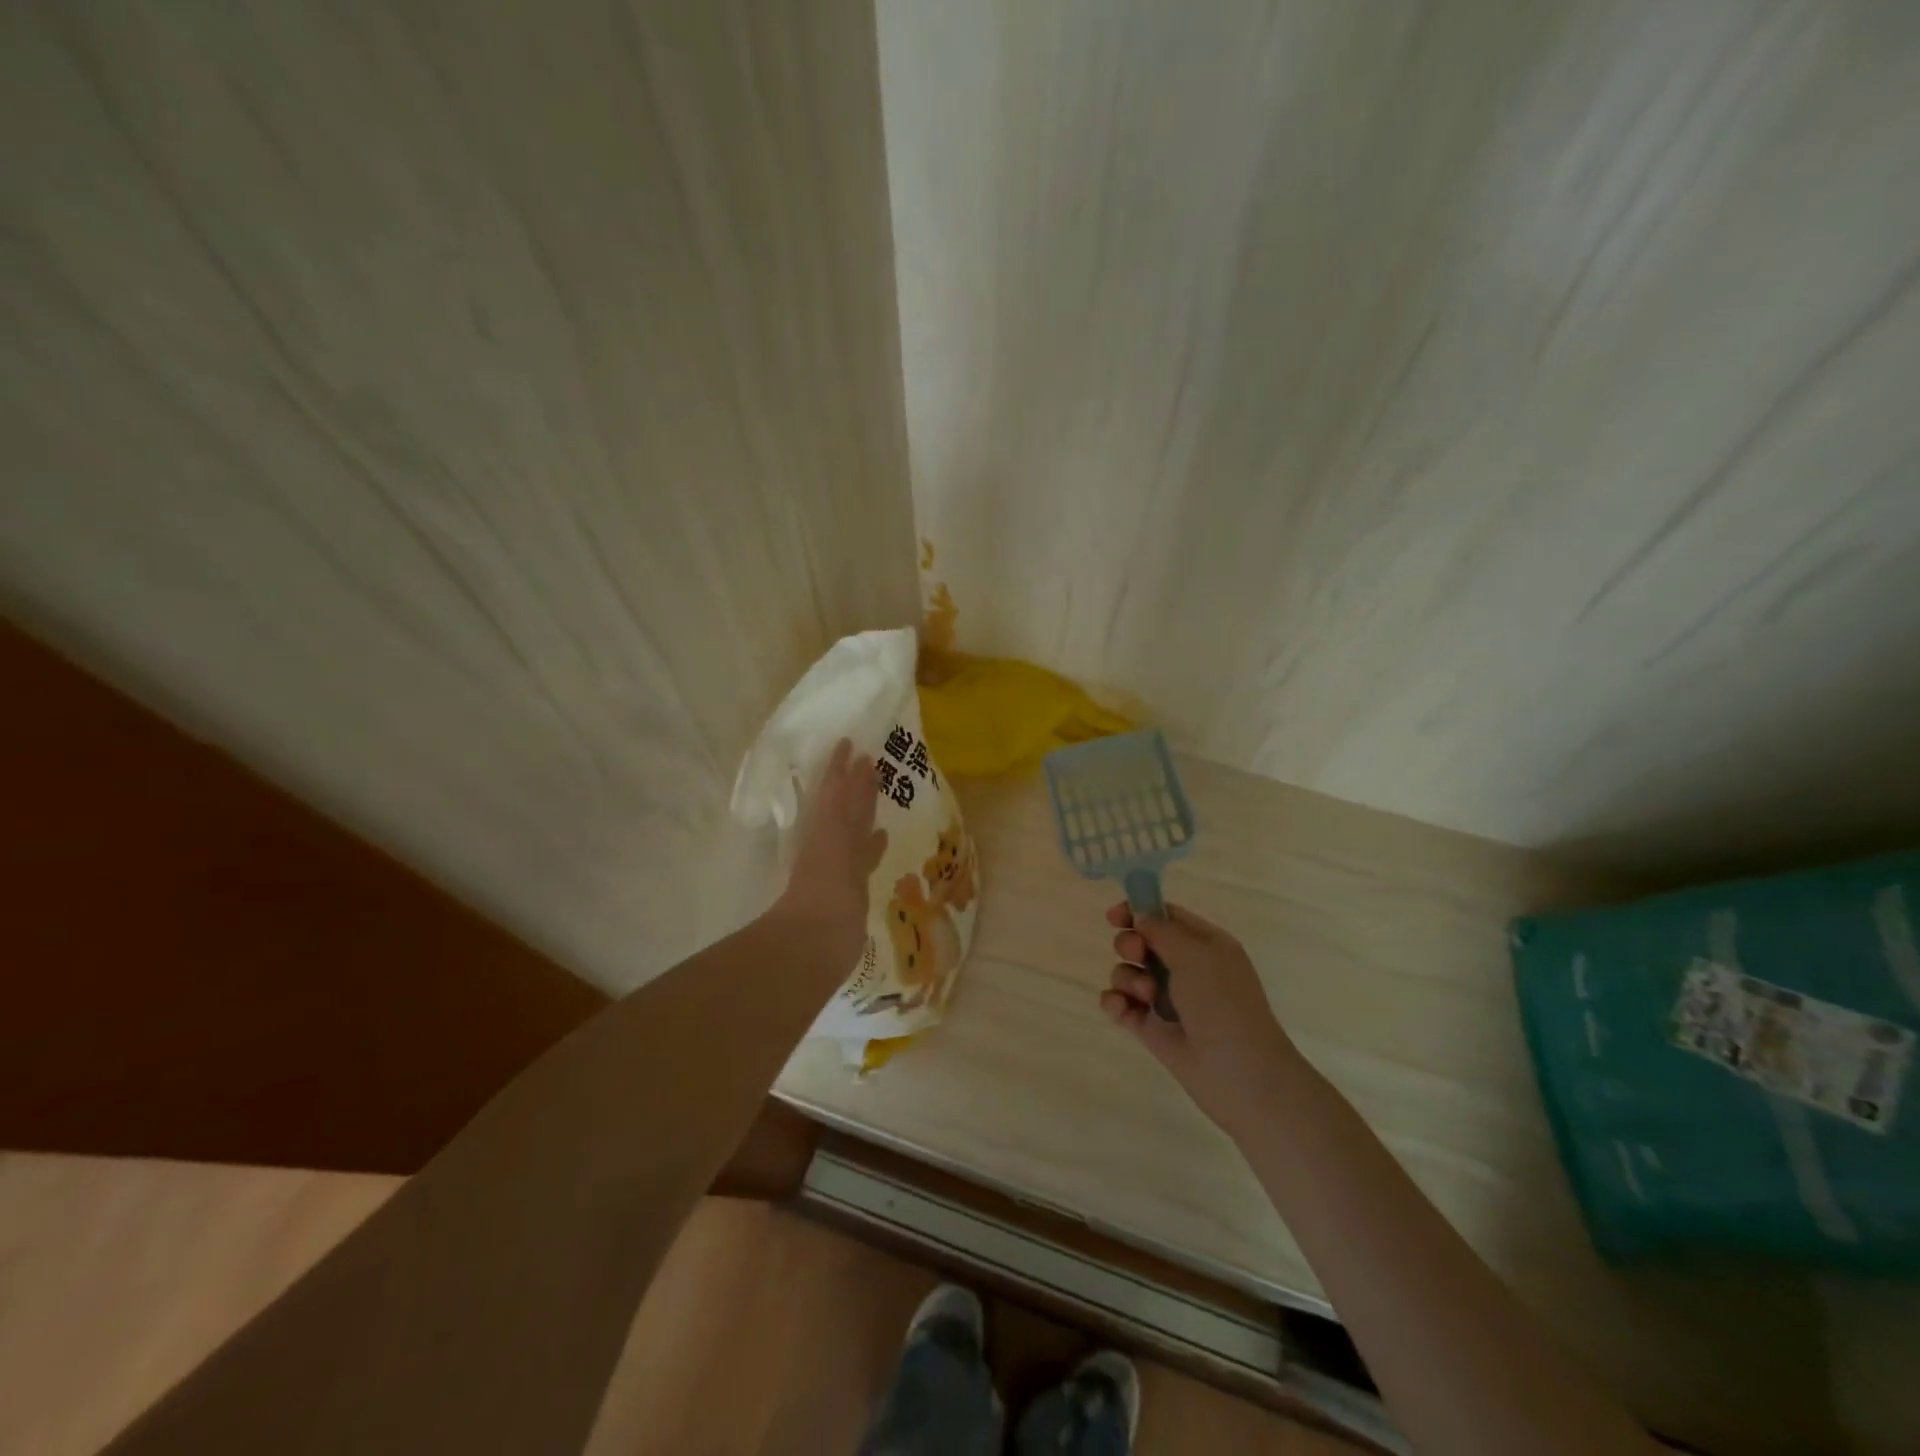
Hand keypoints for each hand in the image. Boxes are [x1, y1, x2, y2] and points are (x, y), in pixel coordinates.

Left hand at [773, 738, 887, 969]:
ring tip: (880, 790)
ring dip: (866, 808)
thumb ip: (839, 800)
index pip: (836, 790)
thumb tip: (853, 762)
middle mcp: (834, 842)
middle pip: (847, 806)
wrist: (816, 941)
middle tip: (871, 761)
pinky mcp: (852, 889)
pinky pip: (864, 857)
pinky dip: (873, 844)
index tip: (849, 745)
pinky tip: (883, 836)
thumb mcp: (831, 837)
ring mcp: (843, 866)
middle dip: (857, 784)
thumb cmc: (824, 888)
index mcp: (826, 827)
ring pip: (856, 828)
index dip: (841, 769)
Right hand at [1100, 902, 1301, 1139]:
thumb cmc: (1222, 1003)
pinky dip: (1115, 1003)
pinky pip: (1121, 1004)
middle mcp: (1185, 968)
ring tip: (1145, 996)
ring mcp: (1166, 999)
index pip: (1166, 916)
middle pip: (1141, 942)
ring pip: (1128, 973)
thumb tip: (1139, 916)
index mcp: (1205, 945)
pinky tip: (1121, 1009)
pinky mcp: (1150, 1028)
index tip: (1115, 916)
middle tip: (1137, 955)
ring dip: (1127, 978)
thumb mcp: (1196, 954)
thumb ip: (1162, 929)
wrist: (1239, 1074)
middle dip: (1130, 945)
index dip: (1139, 911)